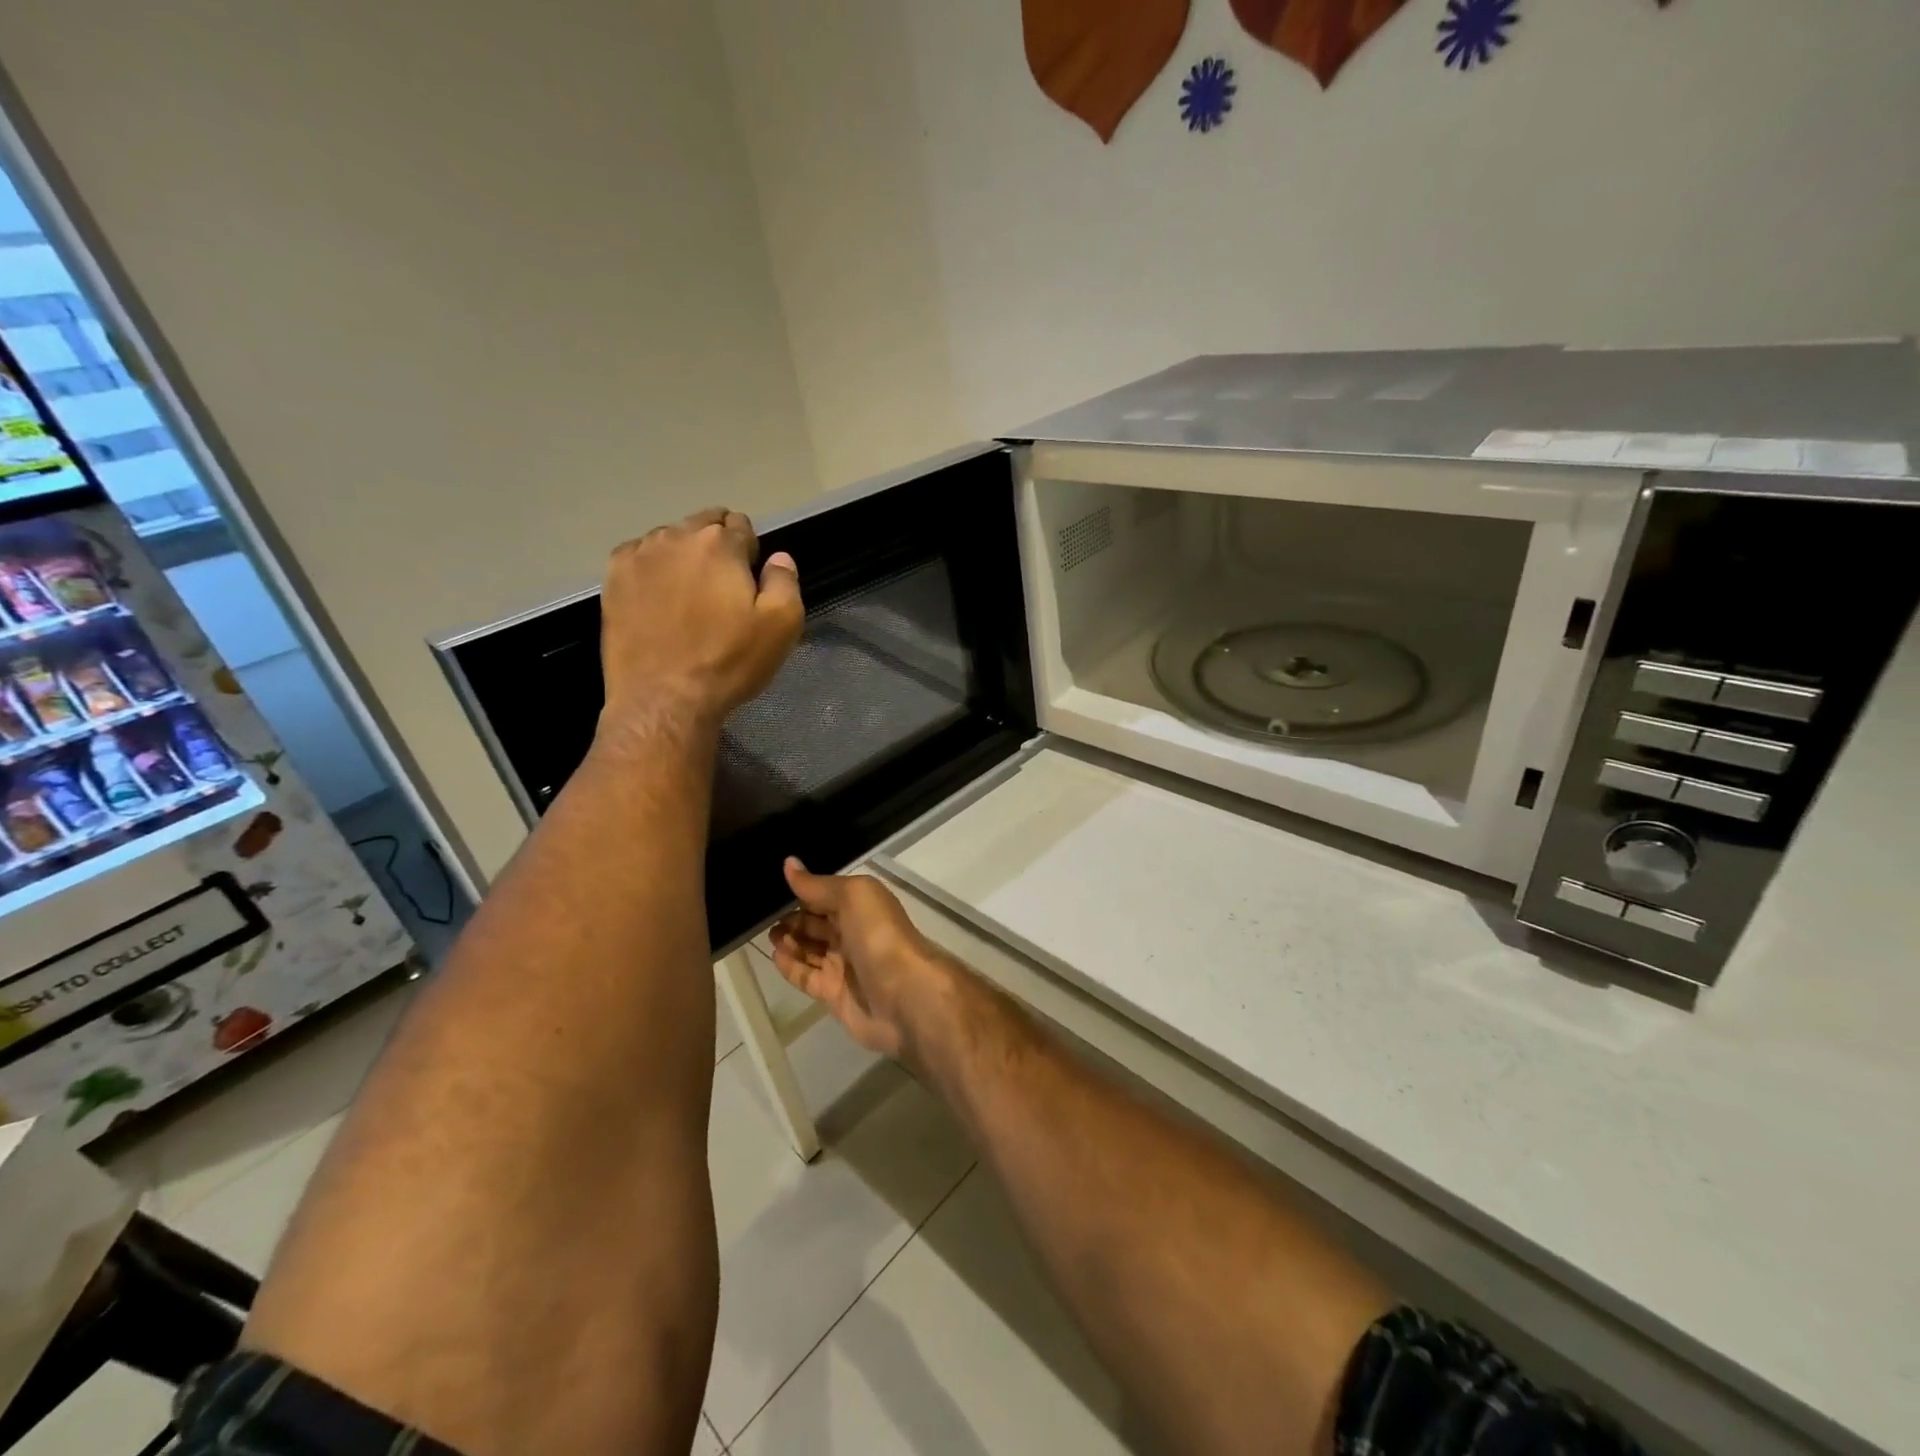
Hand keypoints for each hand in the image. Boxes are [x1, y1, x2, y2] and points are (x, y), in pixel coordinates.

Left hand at [597, 508, 802, 738]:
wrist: (664, 699)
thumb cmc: (728, 662)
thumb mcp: (781, 626)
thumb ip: (785, 581)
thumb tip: (779, 558)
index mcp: (720, 544)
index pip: (741, 525)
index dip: (750, 552)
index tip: (750, 582)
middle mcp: (676, 537)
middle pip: (703, 524)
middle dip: (717, 546)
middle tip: (722, 590)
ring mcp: (639, 556)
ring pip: (670, 539)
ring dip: (683, 556)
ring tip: (688, 596)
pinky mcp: (613, 579)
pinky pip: (639, 556)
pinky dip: (652, 568)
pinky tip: (657, 599)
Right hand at [768, 859, 958, 1064]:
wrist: (903, 994)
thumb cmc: (878, 935)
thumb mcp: (853, 896)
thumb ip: (819, 885)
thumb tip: (789, 864)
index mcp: (863, 906)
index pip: (829, 895)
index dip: (806, 891)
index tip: (776, 887)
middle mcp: (855, 933)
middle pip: (819, 923)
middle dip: (795, 918)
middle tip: (765, 916)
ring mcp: (846, 965)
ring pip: (812, 949)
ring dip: (790, 941)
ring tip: (768, 934)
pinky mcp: (835, 994)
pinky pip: (807, 977)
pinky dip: (791, 966)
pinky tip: (774, 956)